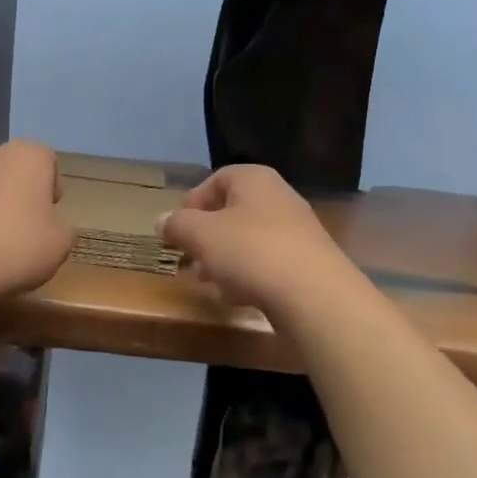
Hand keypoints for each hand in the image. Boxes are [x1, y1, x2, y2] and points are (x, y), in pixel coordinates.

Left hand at [0, 141, 73, 300]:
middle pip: (14, 173)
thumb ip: (62, 228)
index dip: (52, 189)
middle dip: (21, 198)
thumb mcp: (61, 243)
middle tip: (27, 234)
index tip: (50, 218)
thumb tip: (49, 225)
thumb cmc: (15, 245)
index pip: (48, 161)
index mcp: (27, 155)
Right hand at [159, 165, 355, 314]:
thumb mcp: (201, 235)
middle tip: (190, 260)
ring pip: (248, 240)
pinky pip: (268, 263)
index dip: (192, 203)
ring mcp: (297, 231)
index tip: (177, 230)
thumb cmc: (251, 252)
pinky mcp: (306, 262)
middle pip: (232, 212)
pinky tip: (239, 297)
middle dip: (207, 237)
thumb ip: (177, 225)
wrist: (314, 295)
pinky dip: (249, 276)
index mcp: (254, 180)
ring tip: (211, 282)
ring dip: (225, 259)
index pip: (216, 180)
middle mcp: (279, 197)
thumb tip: (162, 220)